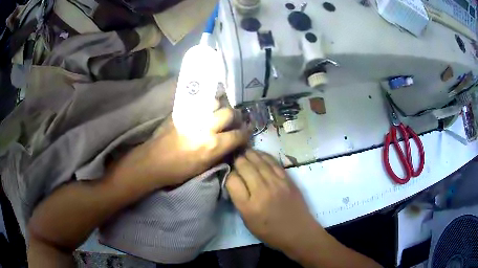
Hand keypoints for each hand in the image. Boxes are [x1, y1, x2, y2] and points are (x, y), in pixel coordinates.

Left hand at [137, 107, 249, 187]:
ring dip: (221, 108)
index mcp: (212, 145)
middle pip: (229, 113)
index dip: (245, 134)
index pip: (238, 135)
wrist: (154, 161)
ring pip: (215, 103)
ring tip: (219, 114)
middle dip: (235, 118)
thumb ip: (221, 153)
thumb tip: (233, 144)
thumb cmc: (179, 170)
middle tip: (234, 122)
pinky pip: (200, 102)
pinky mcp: (182, 111)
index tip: (246, 133)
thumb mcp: (204, 167)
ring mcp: (193, 116)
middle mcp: (206, 127)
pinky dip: (207, 105)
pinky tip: (206, 111)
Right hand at [226, 149, 320, 253]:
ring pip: (258, 161)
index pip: (232, 181)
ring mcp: (276, 183)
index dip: (228, 175)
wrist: (298, 231)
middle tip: (234, 158)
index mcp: (248, 206)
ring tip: (243, 151)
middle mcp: (261, 192)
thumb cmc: (270, 232)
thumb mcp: (248, 222)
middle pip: (244, 167)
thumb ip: (239, 201)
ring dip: (249, 154)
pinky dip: (264, 156)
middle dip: (237, 160)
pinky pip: (273, 162)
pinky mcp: (287, 179)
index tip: (229, 175)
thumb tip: (235, 182)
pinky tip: (258, 153)